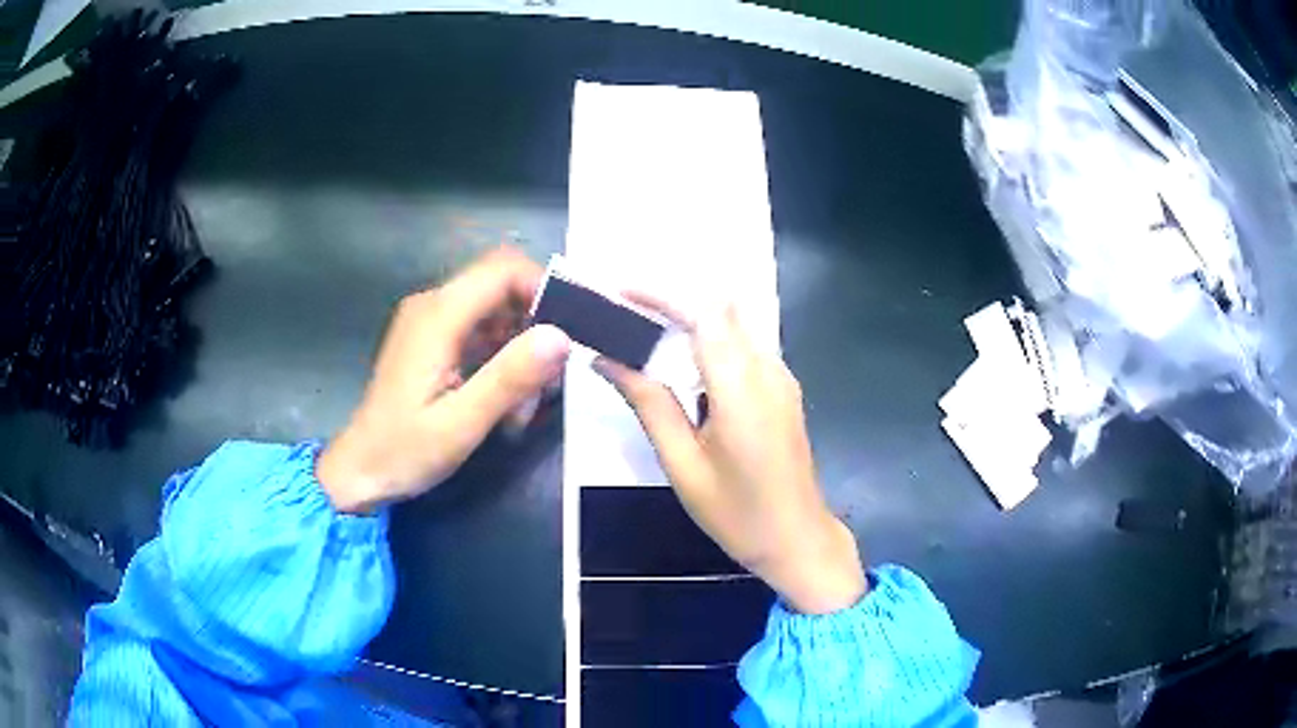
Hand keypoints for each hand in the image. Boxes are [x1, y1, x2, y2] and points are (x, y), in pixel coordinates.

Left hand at [318, 248, 570, 513]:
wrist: (359, 471)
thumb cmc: (404, 452)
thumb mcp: (461, 424)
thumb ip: (510, 377)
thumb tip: (561, 336)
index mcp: (437, 316)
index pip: (503, 269)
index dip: (543, 288)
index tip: (569, 331)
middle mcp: (432, 305)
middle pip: (500, 284)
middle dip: (535, 321)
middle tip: (551, 375)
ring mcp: (429, 321)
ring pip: (494, 307)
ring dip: (520, 344)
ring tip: (528, 398)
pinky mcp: (431, 339)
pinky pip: (479, 328)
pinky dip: (502, 354)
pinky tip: (507, 397)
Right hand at [596, 302, 865, 614]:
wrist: (798, 539)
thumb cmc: (737, 513)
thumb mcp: (682, 464)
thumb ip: (649, 404)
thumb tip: (606, 359)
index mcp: (742, 388)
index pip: (704, 312)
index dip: (661, 294)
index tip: (619, 293)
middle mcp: (768, 369)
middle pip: (721, 308)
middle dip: (672, 300)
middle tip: (626, 313)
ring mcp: (782, 377)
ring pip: (735, 323)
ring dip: (690, 319)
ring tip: (643, 334)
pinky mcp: (784, 388)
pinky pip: (745, 346)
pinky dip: (710, 340)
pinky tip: (683, 365)